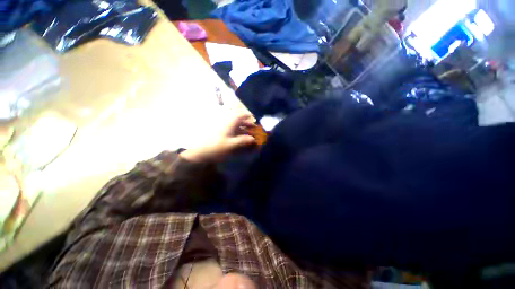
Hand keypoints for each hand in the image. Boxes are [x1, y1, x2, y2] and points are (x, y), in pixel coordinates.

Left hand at [180, 115, 256, 162]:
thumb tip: (253, 139)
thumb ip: (244, 141)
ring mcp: (222, 127)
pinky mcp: (218, 132)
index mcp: (230, 122)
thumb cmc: (217, 147)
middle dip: (247, 124)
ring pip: (235, 125)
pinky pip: (230, 130)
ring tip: (248, 135)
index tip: (255, 120)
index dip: (249, 117)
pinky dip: (236, 133)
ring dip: (242, 129)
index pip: (242, 115)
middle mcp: (226, 121)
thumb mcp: (232, 145)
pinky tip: (239, 138)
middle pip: (239, 120)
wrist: (199, 152)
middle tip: (254, 130)